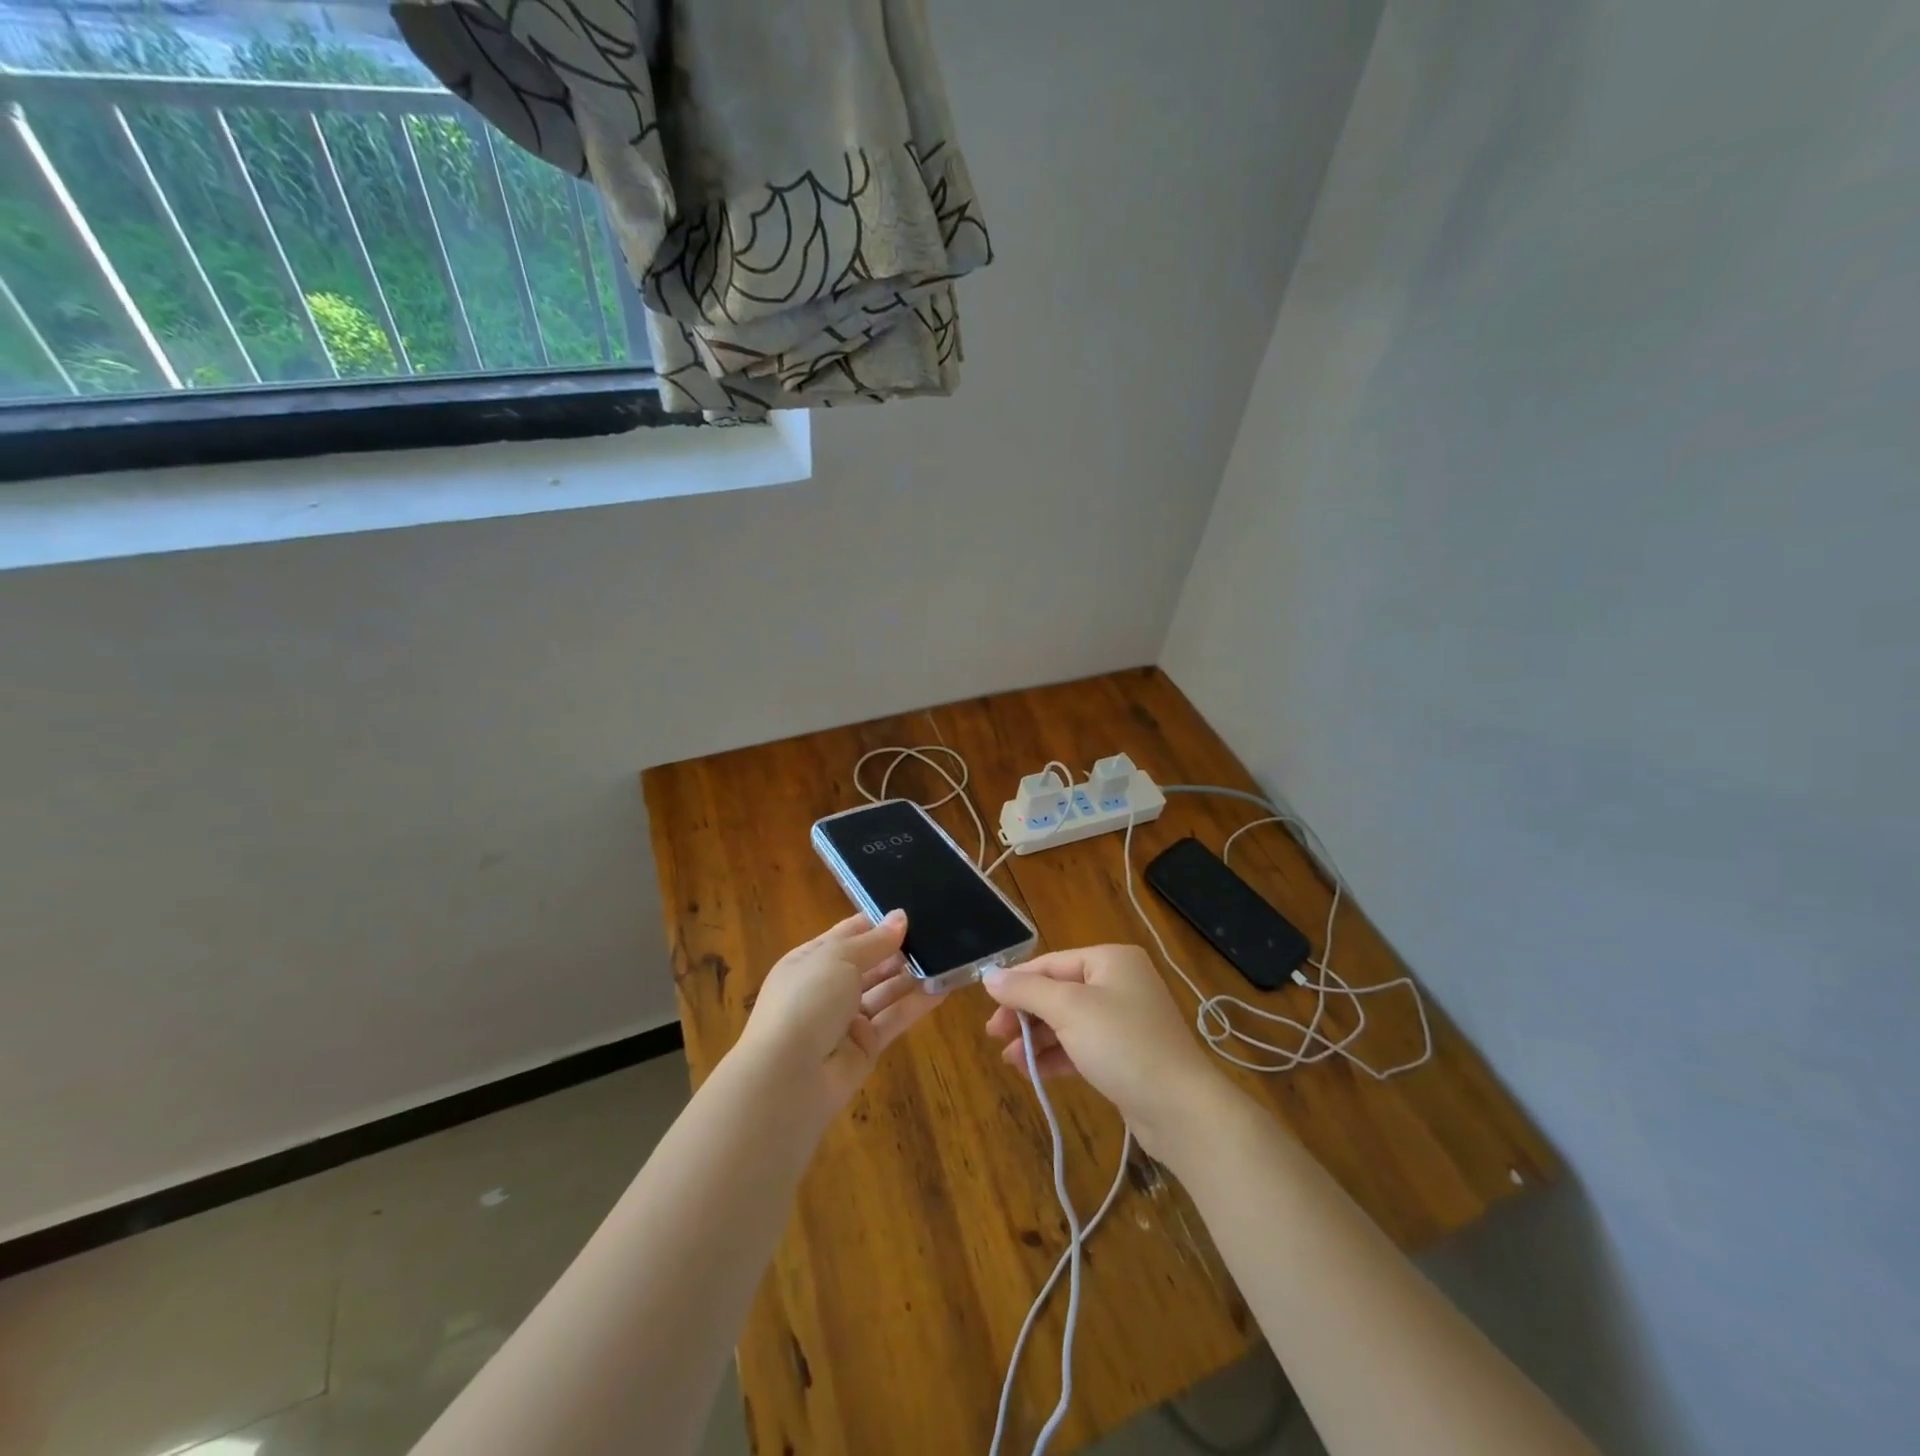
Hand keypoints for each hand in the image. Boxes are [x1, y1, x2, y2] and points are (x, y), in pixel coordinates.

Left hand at [736, 910, 941, 1114]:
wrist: (788, 1077)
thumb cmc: (806, 1000)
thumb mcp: (838, 958)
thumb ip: (874, 941)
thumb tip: (900, 917)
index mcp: (810, 960)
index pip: (848, 934)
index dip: (877, 924)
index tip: (911, 913)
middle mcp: (827, 987)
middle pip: (869, 963)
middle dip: (898, 949)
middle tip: (937, 933)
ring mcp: (846, 1019)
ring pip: (884, 991)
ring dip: (911, 975)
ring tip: (945, 956)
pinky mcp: (866, 1046)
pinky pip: (894, 1019)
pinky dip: (916, 1004)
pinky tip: (943, 988)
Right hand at [983, 944, 1230, 1159]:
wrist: (1181, 1109)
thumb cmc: (1123, 1044)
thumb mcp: (1069, 1010)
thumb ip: (1026, 991)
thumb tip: (989, 976)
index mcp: (1110, 960)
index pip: (1051, 963)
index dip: (1017, 983)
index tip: (987, 1005)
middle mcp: (1119, 983)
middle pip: (1058, 992)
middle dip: (1025, 1014)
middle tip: (994, 1035)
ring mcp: (1124, 1020)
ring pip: (1067, 1022)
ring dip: (1036, 1038)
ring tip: (1009, 1060)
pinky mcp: (1126, 1054)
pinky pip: (1081, 1046)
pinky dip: (1056, 1055)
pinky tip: (1031, 1071)